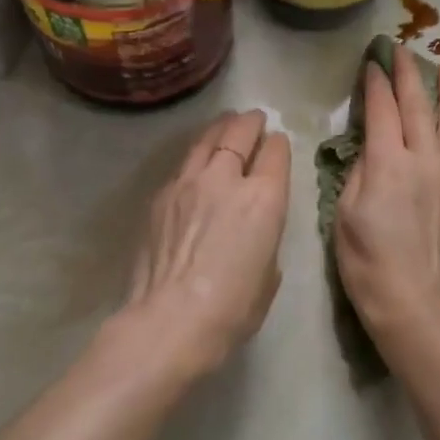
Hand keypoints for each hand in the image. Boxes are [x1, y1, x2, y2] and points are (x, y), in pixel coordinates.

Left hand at [116, 109, 291, 378]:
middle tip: (254, 118)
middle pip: (239, 133)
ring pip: (206, 140)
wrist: (170, 320)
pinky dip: (195, 157)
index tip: (278, 142)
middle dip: (250, 123)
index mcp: (265, 198)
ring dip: (220, 129)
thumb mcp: (269, 275)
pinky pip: (183, 165)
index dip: (279, 144)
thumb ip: (266, 240)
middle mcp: (227, 179)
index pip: (275, 152)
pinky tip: (196, 163)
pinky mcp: (161, 196)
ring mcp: (188, 183)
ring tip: (225, 124)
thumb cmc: (232, 309)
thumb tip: (253, 233)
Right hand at [335, 50, 439, 338]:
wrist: (414, 303)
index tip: (373, 63)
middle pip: (418, 108)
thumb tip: (372, 149)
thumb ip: (360, 173)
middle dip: (410, 75)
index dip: (376, 84)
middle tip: (404, 50)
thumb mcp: (345, 214)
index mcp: (389, 162)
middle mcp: (425, 161)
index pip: (382, 111)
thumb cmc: (367, 262)